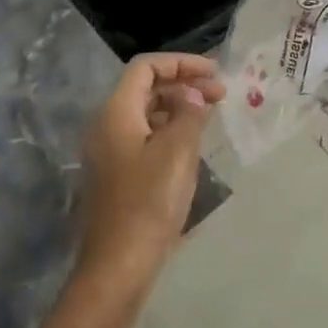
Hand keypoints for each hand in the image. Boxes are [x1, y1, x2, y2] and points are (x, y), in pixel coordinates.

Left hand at [76, 53, 225, 287]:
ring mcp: (109, 152)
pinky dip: (169, 131)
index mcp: (116, 113)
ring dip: (178, 108)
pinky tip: (192, 145)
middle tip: (220, 95)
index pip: (146, 68)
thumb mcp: (177, 152)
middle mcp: (107, 126)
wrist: (119, 264)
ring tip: (210, 117)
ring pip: (146, 114)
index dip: (181, 63)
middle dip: (183, 85)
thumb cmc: (149, 202)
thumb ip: (188, 115)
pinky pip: (144, 137)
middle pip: (145, 89)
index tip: (214, 73)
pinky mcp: (117, 174)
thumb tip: (192, 96)